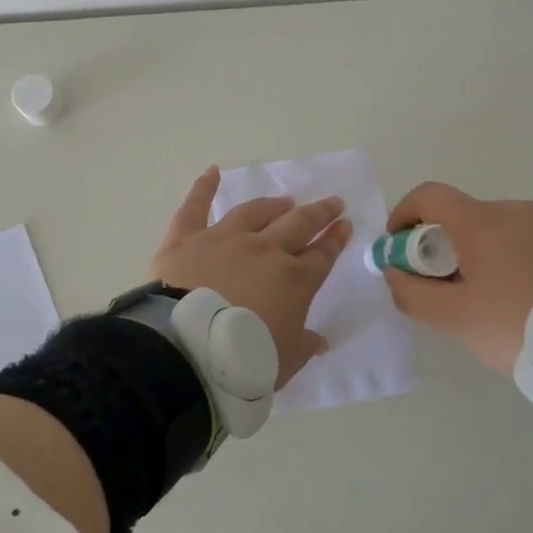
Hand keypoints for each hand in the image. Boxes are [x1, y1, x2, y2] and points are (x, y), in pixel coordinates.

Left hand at [150, 167, 352, 387]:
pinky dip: (203, 187)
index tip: (344, 225)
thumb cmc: (245, 360)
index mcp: (294, 280)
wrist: (189, 349)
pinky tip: (212, 171)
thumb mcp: (285, 361)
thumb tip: (321, 341)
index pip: (322, 255)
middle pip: (298, 225)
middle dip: (319, 213)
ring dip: (272, 205)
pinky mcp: (187, 239)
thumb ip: (304, 346)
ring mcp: (225, 239)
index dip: (335, 240)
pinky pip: (195, 207)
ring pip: (254, 213)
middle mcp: (264, 250)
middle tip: (332, 203)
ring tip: (284, 201)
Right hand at [381, 182, 532, 373]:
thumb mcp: (455, 319)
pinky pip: (526, 240)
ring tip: (486, 300)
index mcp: (482, 222)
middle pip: (461, 216)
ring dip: (476, 254)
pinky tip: (521, 298)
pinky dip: (508, 259)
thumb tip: (393, 272)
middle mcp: (514, 210)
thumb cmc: (519, 326)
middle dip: (440, 246)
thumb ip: (412, 293)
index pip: (428, 196)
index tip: (398, 249)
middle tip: (442, 288)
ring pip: (495, 230)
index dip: (404, 215)